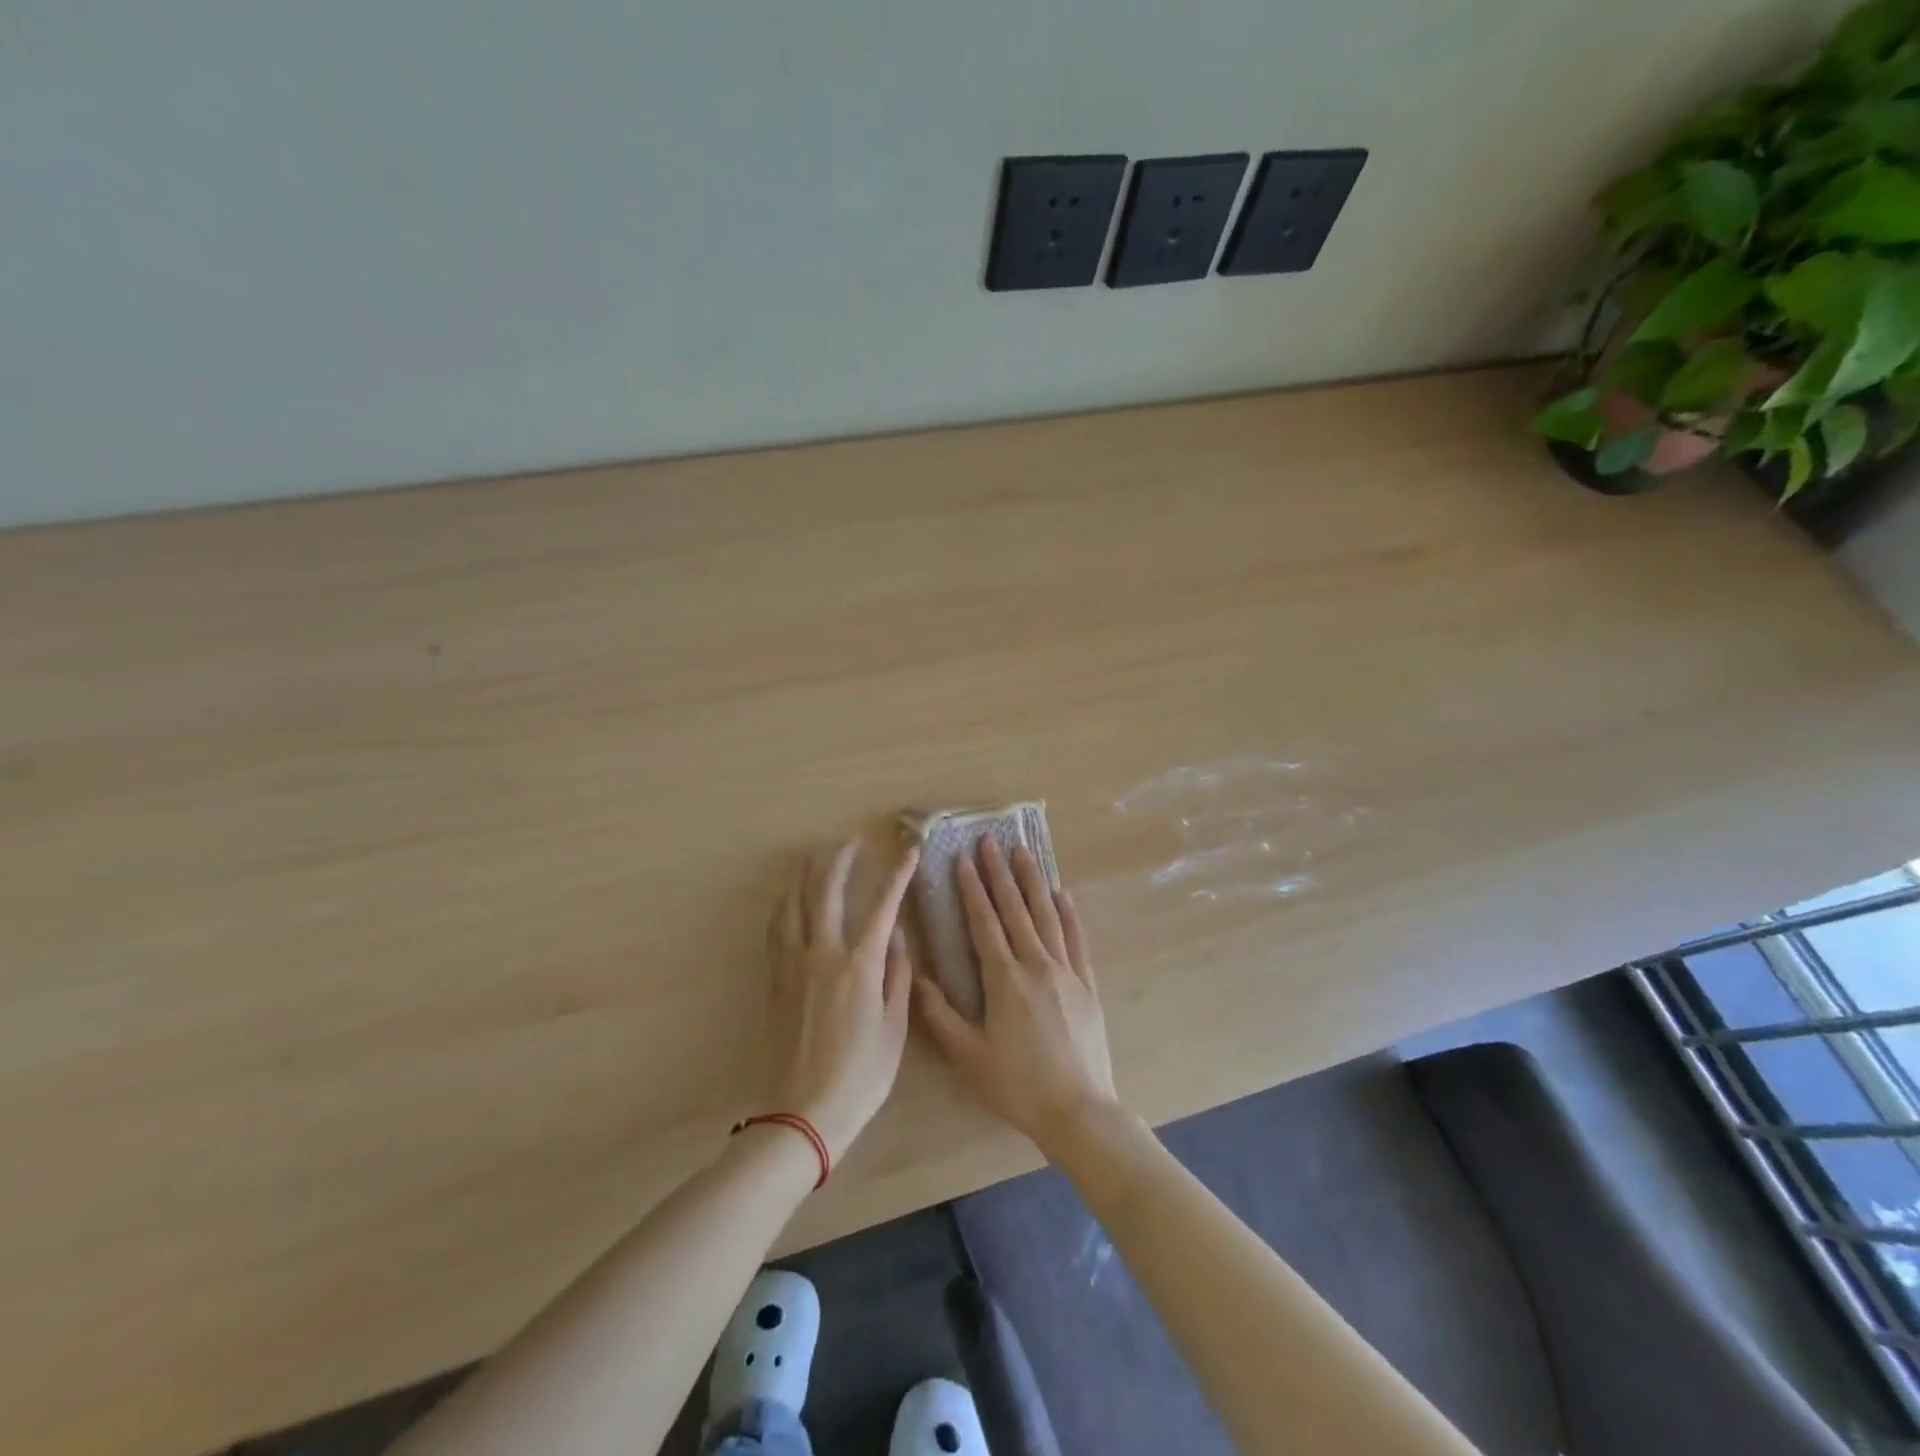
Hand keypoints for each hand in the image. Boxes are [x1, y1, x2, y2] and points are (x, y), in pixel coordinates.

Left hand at [765, 839, 918, 1163]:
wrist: (803, 1112)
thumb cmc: (861, 1075)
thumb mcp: (894, 1030)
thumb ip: (898, 977)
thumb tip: (898, 938)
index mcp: (859, 965)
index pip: (883, 905)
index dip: (897, 874)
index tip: (908, 851)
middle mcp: (823, 953)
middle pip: (827, 890)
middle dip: (841, 859)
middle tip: (852, 841)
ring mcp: (793, 964)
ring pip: (795, 903)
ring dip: (807, 874)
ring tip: (817, 857)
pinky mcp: (775, 979)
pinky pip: (777, 928)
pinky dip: (786, 904)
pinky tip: (791, 899)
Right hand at [914, 838, 1118, 1152]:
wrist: (1078, 1111)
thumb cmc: (1017, 1086)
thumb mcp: (968, 1057)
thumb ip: (940, 1016)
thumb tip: (915, 979)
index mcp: (1004, 979)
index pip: (984, 923)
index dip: (972, 890)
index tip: (964, 860)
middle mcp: (1036, 964)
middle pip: (1015, 909)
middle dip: (1000, 873)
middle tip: (992, 841)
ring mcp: (1066, 971)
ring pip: (1047, 916)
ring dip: (1033, 882)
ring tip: (1025, 852)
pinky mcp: (1087, 984)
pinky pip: (1077, 939)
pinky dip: (1069, 914)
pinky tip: (1063, 894)